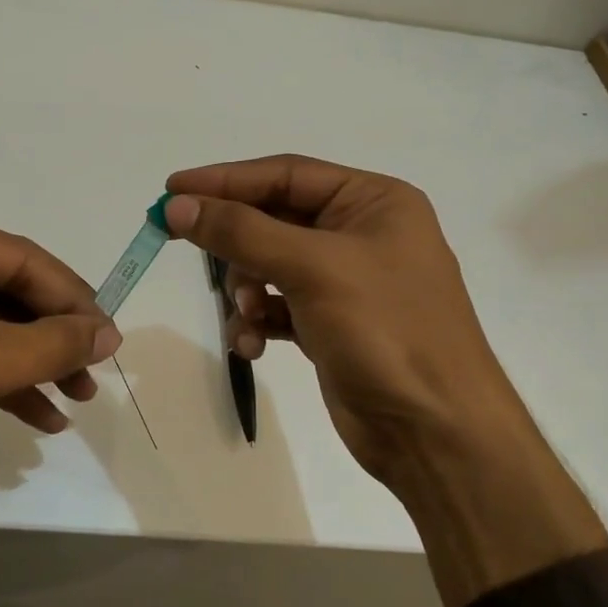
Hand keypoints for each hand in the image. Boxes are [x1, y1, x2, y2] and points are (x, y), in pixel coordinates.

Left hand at [0, 202, 121, 509]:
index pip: (21, 260)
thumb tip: (111, 332)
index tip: (111, 343)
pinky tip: (34, 416)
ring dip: (29, 364)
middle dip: (51, 339)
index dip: (73, 301)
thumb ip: (49, 344)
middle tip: (91, 378)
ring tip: (72, 401)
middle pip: (6, 291)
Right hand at [162, 155, 511, 488]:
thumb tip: (178, 205)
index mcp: (373, 201)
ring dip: (245, 287)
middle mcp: (361, 233)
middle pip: (275, 218)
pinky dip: (258, 320)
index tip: (172, 189)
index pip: (285, 174)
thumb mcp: (313, 269)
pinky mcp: (332, 323)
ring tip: (243, 314)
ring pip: (270, 264)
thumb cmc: (386, 331)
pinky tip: (251, 345)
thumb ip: (242, 231)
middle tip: (180, 241)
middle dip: (235, 240)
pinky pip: (278, 306)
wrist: (435, 432)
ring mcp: (346, 281)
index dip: (225, 180)